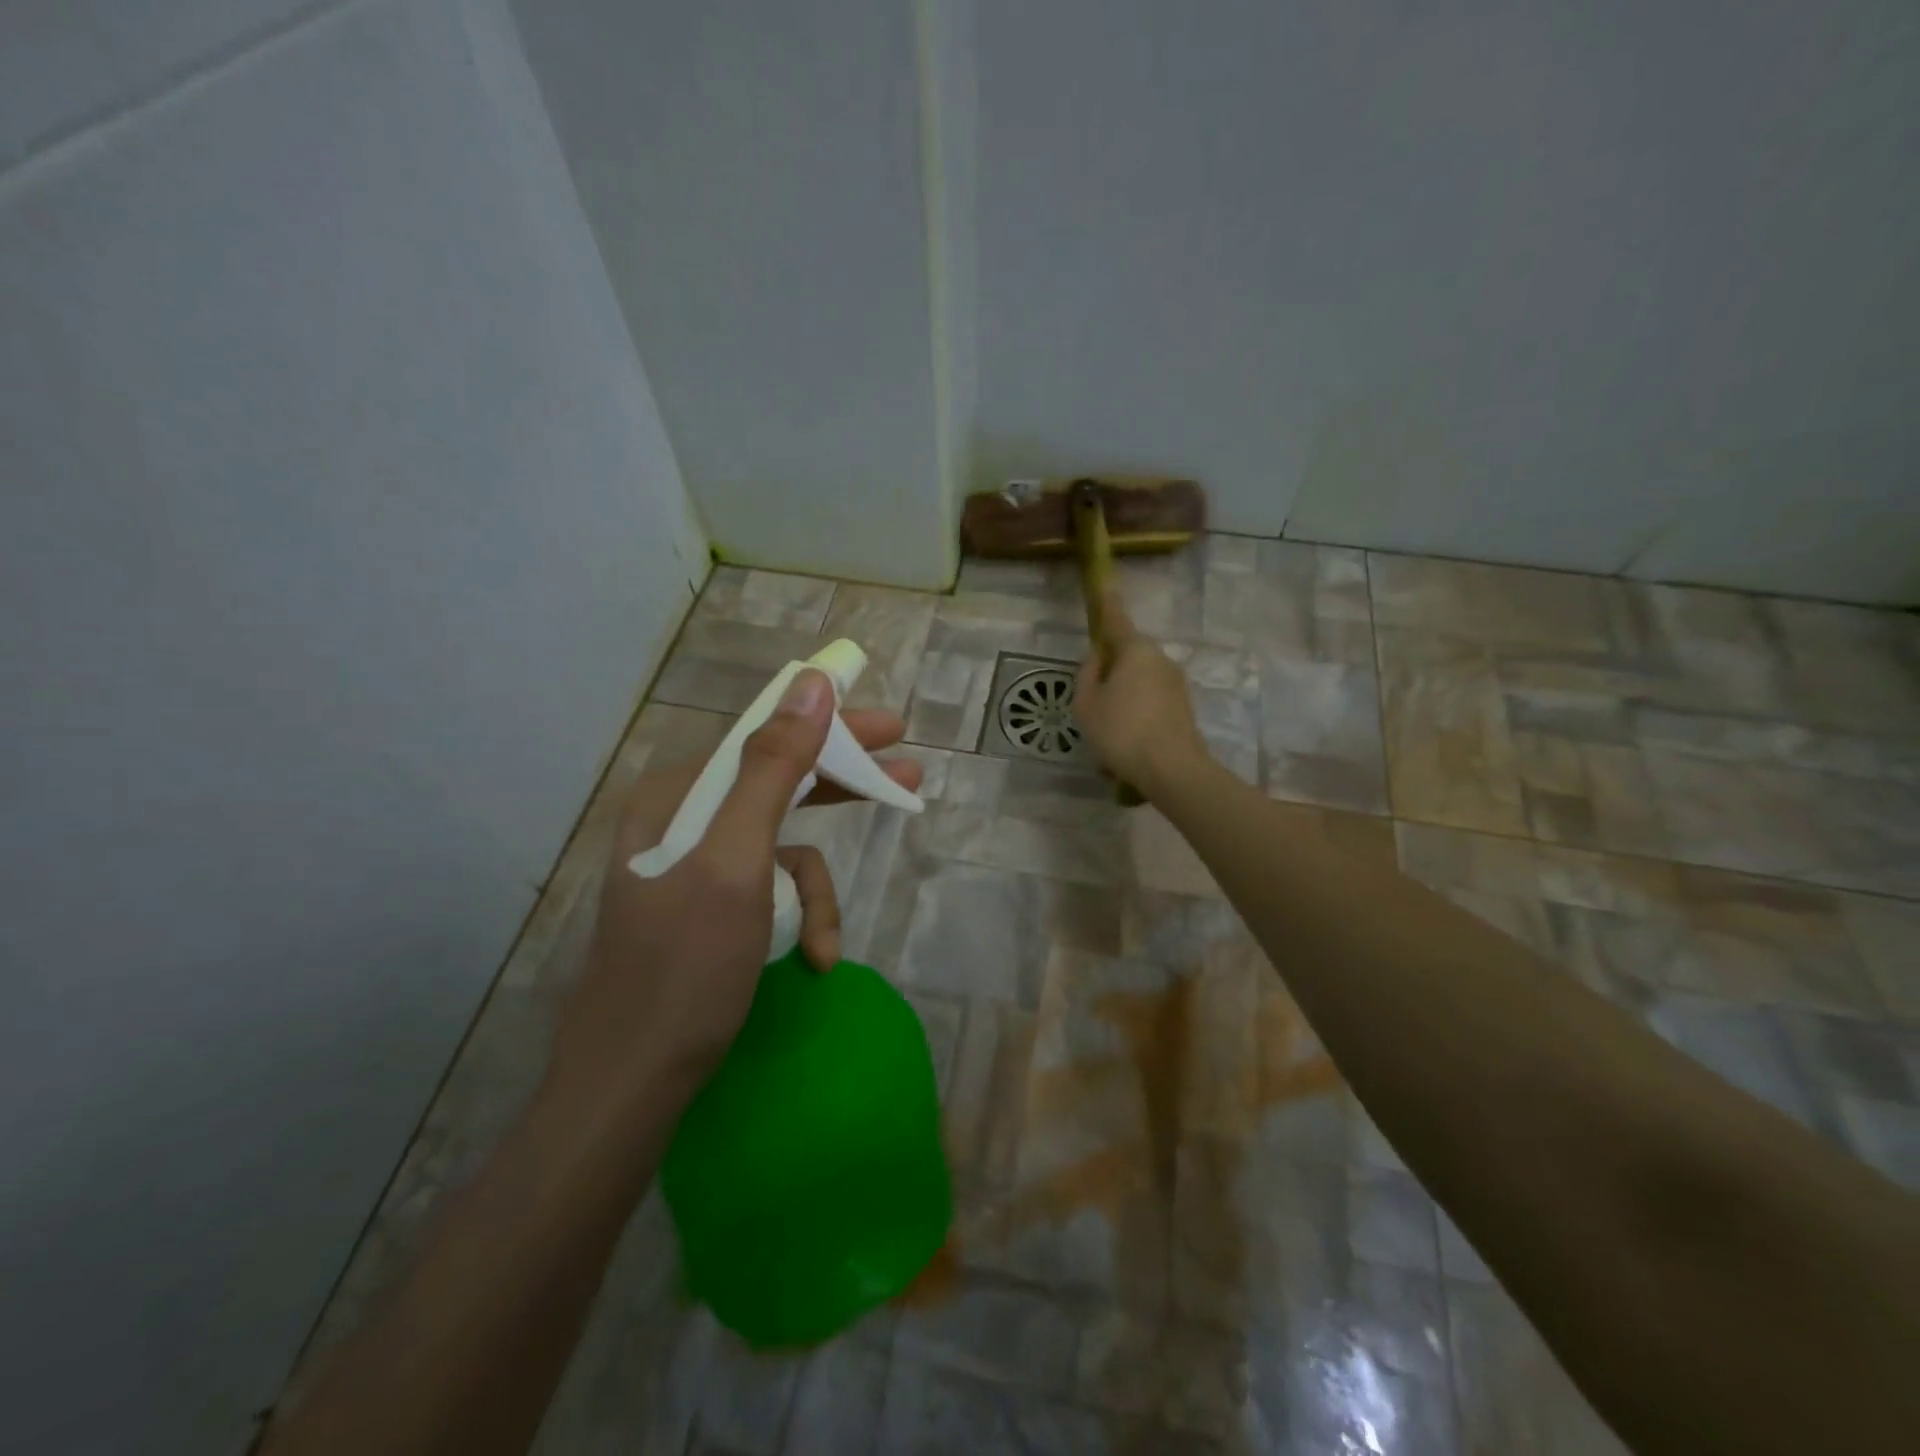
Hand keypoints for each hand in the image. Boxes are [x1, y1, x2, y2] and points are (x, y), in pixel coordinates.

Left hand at [545, 670, 923, 1127]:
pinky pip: (771, 890)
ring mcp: (695, 866)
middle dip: (841, 790)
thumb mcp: (737, 861)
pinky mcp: (709, 907)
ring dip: (815, 894)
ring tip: (826, 945)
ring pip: (783, 849)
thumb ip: (773, 768)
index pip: (767, 739)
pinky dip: (798, 920)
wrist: (632, 1084)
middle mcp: (682, 820)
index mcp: (677, 796)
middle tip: (907, 777)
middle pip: (779, 785)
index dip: (833, 728)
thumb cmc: (684, 968)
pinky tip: (812, 959)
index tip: (890, 726)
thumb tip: (813, 684)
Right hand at [1074, 588, 1209, 795]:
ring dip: (1123, 700)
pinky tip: (1127, 747)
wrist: (1172, 770)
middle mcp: (1160, 659)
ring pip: (1140, 683)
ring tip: (1108, 736)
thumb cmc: (1121, 731)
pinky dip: (1137, 717)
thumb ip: (1088, 676)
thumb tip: (1097, 659)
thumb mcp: (1087, 704)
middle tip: (1093, 704)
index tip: (1105, 583)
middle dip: (1111, 673)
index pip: (1116, 620)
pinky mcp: (1184, 708)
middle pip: (1129, 656)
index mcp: (1135, 650)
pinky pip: (1151, 704)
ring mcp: (1176, 684)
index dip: (1106, 603)